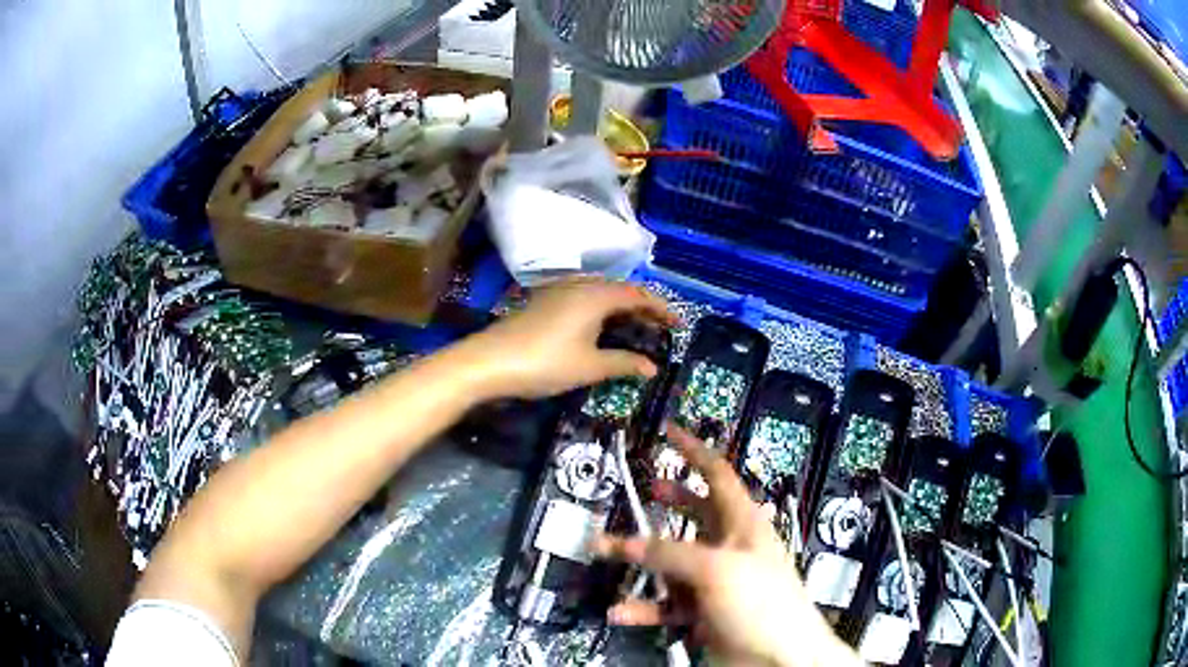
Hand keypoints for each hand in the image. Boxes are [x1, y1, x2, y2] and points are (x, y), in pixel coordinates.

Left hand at [461, 279, 676, 399]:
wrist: (490, 361)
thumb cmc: (546, 362)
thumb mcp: (590, 366)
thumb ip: (624, 363)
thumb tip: (653, 368)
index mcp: (597, 295)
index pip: (639, 296)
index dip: (662, 309)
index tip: (679, 325)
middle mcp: (581, 284)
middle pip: (621, 290)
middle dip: (644, 308)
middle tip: (661, 329)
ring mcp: (560, 290)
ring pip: (602, 293)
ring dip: (622, 309)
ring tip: (637, 329)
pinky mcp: (546, 301)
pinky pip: (585, 299)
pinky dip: (602, 311)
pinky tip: (602, 329)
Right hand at [592, 427, 859, 666]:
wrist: (778, 658)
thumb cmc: (761, 603)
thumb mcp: (716, 569)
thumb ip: (669, 553)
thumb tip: (623, 543)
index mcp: (744, 523)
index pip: (718, 474)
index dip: (693, 450)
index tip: (669, 431)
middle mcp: (730, 548)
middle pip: (697, 514)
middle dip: (671, 500)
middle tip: (647, 488)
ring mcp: (716, 582)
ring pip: (672, 564)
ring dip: (640, 562)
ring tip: (604, 552)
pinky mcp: (704, 613)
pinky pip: (666, 605)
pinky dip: (643, 608)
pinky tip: (621, 611)